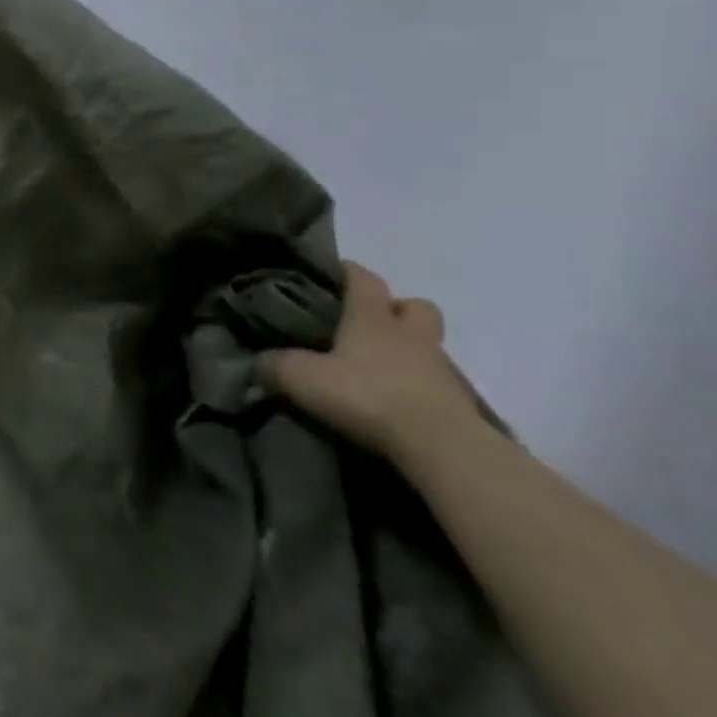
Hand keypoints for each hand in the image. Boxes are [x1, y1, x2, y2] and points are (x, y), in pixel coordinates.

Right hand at [258, 262, 482, 465]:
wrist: (442, 446)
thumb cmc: (368, 396)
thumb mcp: (303, 379)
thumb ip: (275, 366)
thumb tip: (258, 363)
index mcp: (373, 318)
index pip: (364, 279)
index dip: (348, 271)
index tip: (333, 271)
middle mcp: (411, 335)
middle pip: (414, 306)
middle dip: (395, 308)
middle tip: (368, 323)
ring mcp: (441, 368)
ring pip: (428, 344)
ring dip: (408, 348)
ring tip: (378, 367)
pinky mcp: (459, 403)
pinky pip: (436, 382)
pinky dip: (418, 384)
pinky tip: (395, 400)